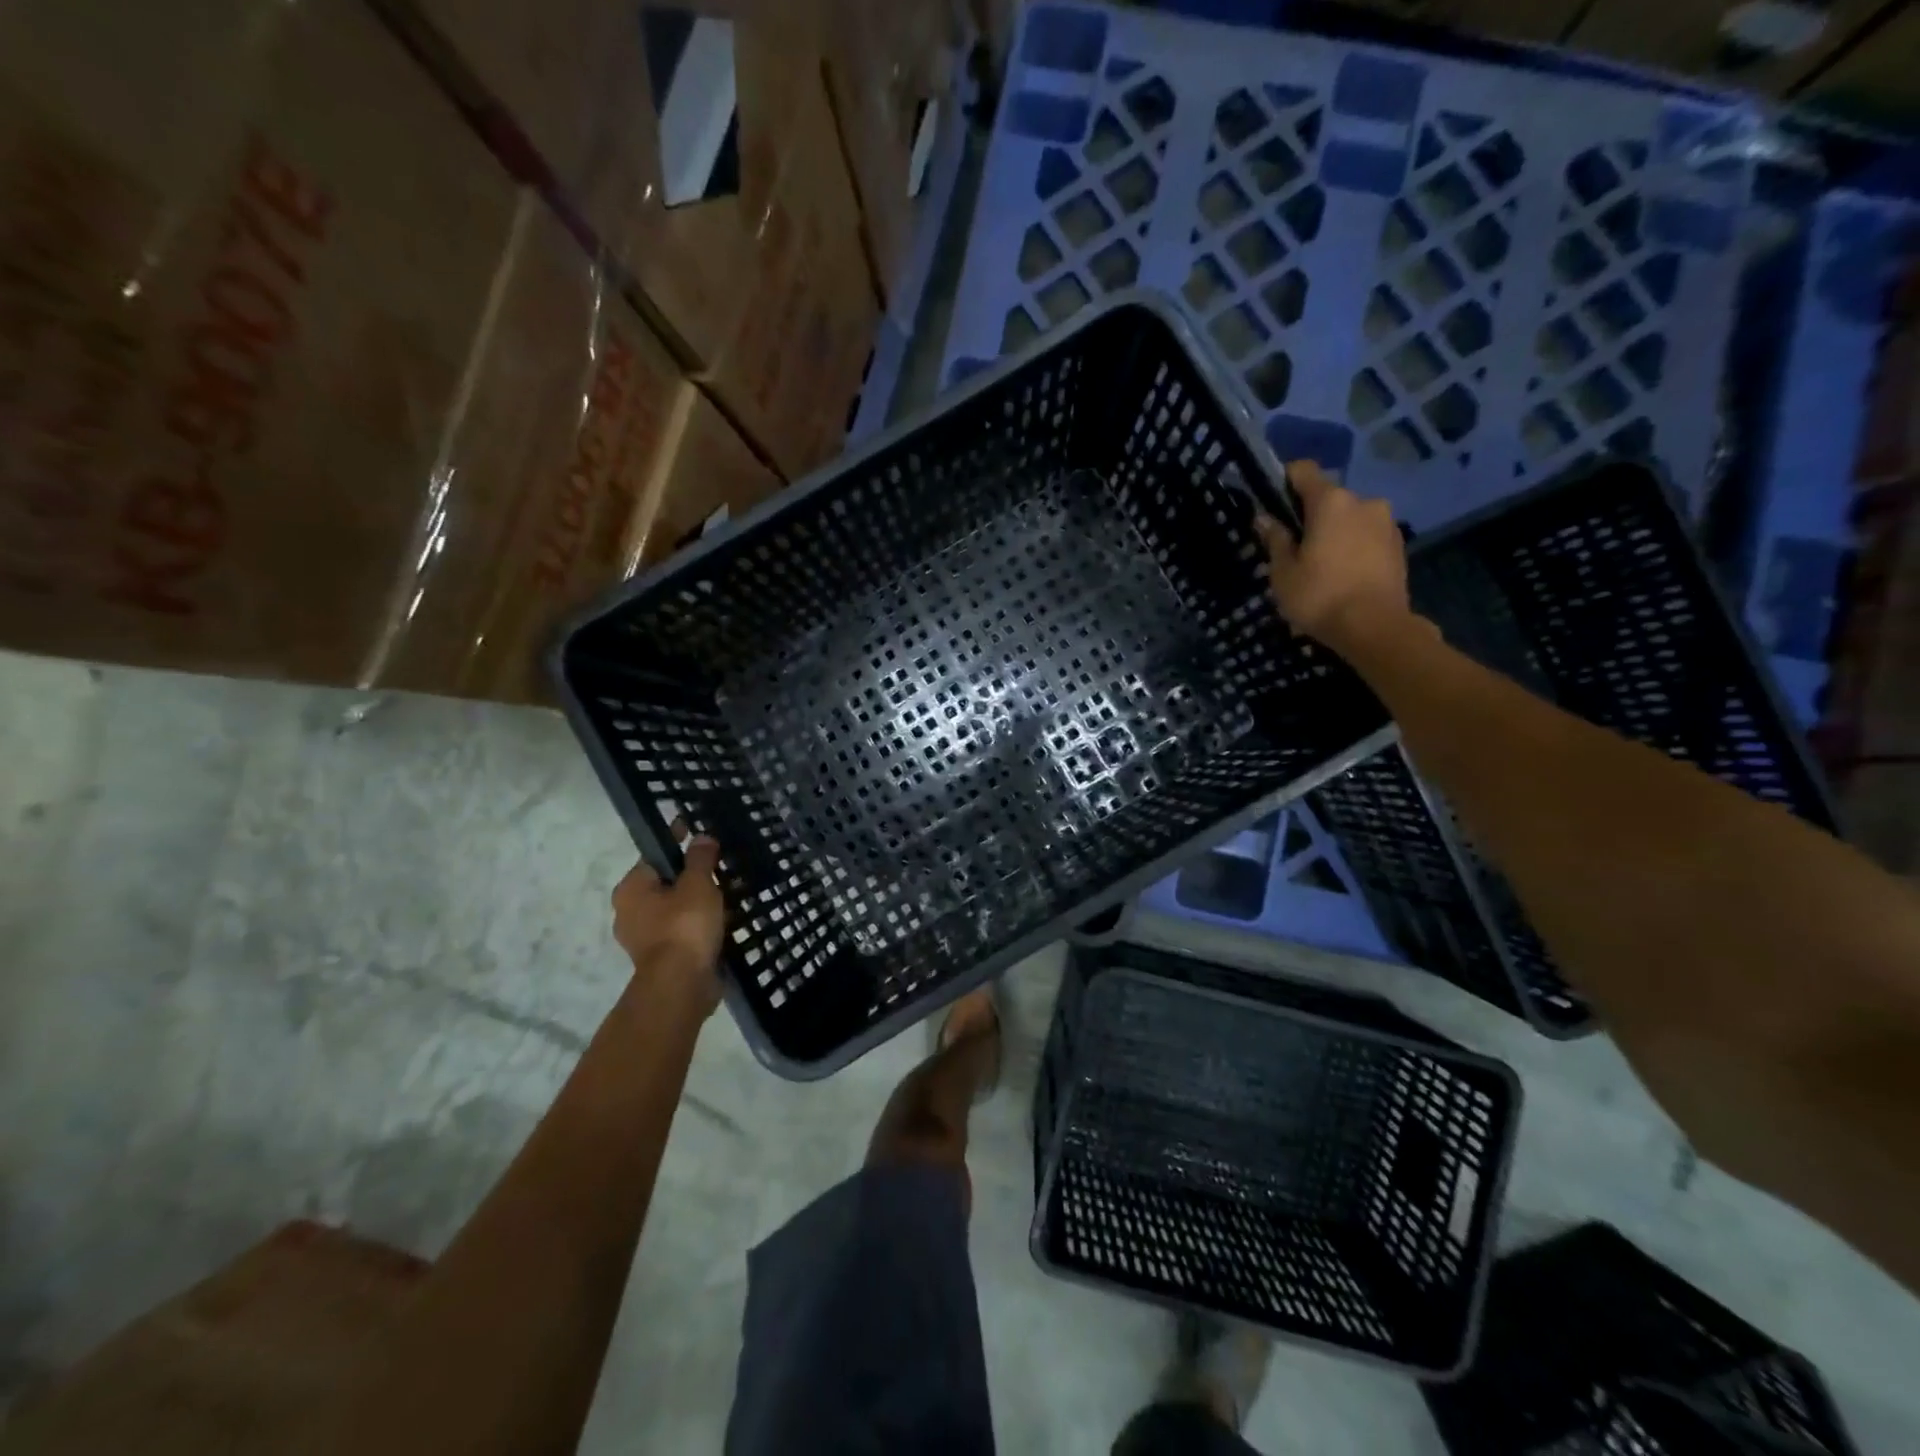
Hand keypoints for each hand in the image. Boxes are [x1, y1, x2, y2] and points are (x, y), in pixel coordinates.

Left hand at [611, 835, 725, 1015]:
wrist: (681, 985)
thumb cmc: (684, 926)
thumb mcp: (698, 883)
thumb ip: (700, 858)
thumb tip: (701, 837)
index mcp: (631, 889)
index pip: (655, 856)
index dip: (677, 841)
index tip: (697, 831)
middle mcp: (630, 912)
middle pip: (665, 883)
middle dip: (691, 876)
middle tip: (719, 866)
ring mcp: (645, 938)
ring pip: (675, 909)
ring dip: (698, 903)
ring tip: (728, 893)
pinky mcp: (662, 959)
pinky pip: (684, 931)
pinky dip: (700, 925)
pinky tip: (723, 920)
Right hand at [1254, 461, 1423, 657]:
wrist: (1374, 627)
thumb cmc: (1319, 596)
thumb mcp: (1283, 572)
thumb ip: (1275, 540)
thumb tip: (1265, 518)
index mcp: (1331, 502)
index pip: (1304, 471)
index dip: (1285, 479)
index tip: (1272, 499)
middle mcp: (1363, 502)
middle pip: (1329, 498)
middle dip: (1311, 515)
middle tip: (1294, 545)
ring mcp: (1386, 523)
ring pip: (1350, 518)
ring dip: (1335, 532)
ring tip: (1320, 564)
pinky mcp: (1399, 545)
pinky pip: (1367, 536)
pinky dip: (1353, 547)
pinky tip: (1342, 573)